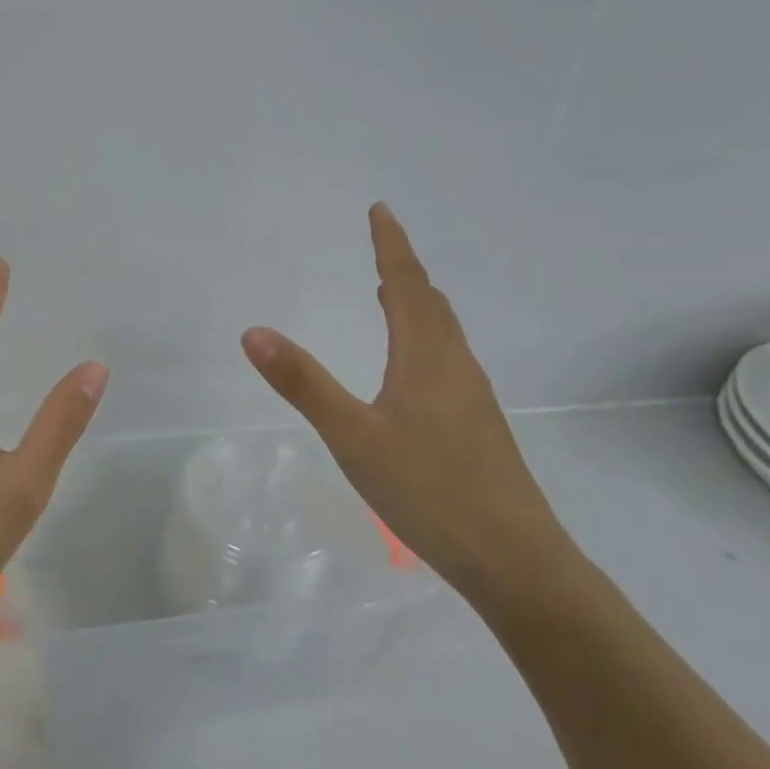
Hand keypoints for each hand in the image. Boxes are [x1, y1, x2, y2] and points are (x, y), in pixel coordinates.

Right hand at [241, 204, 574, 606]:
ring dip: (417, 302)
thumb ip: (302, 383)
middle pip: (431, 303)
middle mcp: (454, 366)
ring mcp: (472, 396)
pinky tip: (413, 364)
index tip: (380, 209)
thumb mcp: (352, 436)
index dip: (390, 245)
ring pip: (444, 331)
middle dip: (404, 269)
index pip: (405, 284)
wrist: (515, 558)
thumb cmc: (428, 490)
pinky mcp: (479, 424)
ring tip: (390, 293)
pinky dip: (426, 336)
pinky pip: (448, 357)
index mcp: (425, 357)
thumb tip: (254, 331)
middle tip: (382, 245)